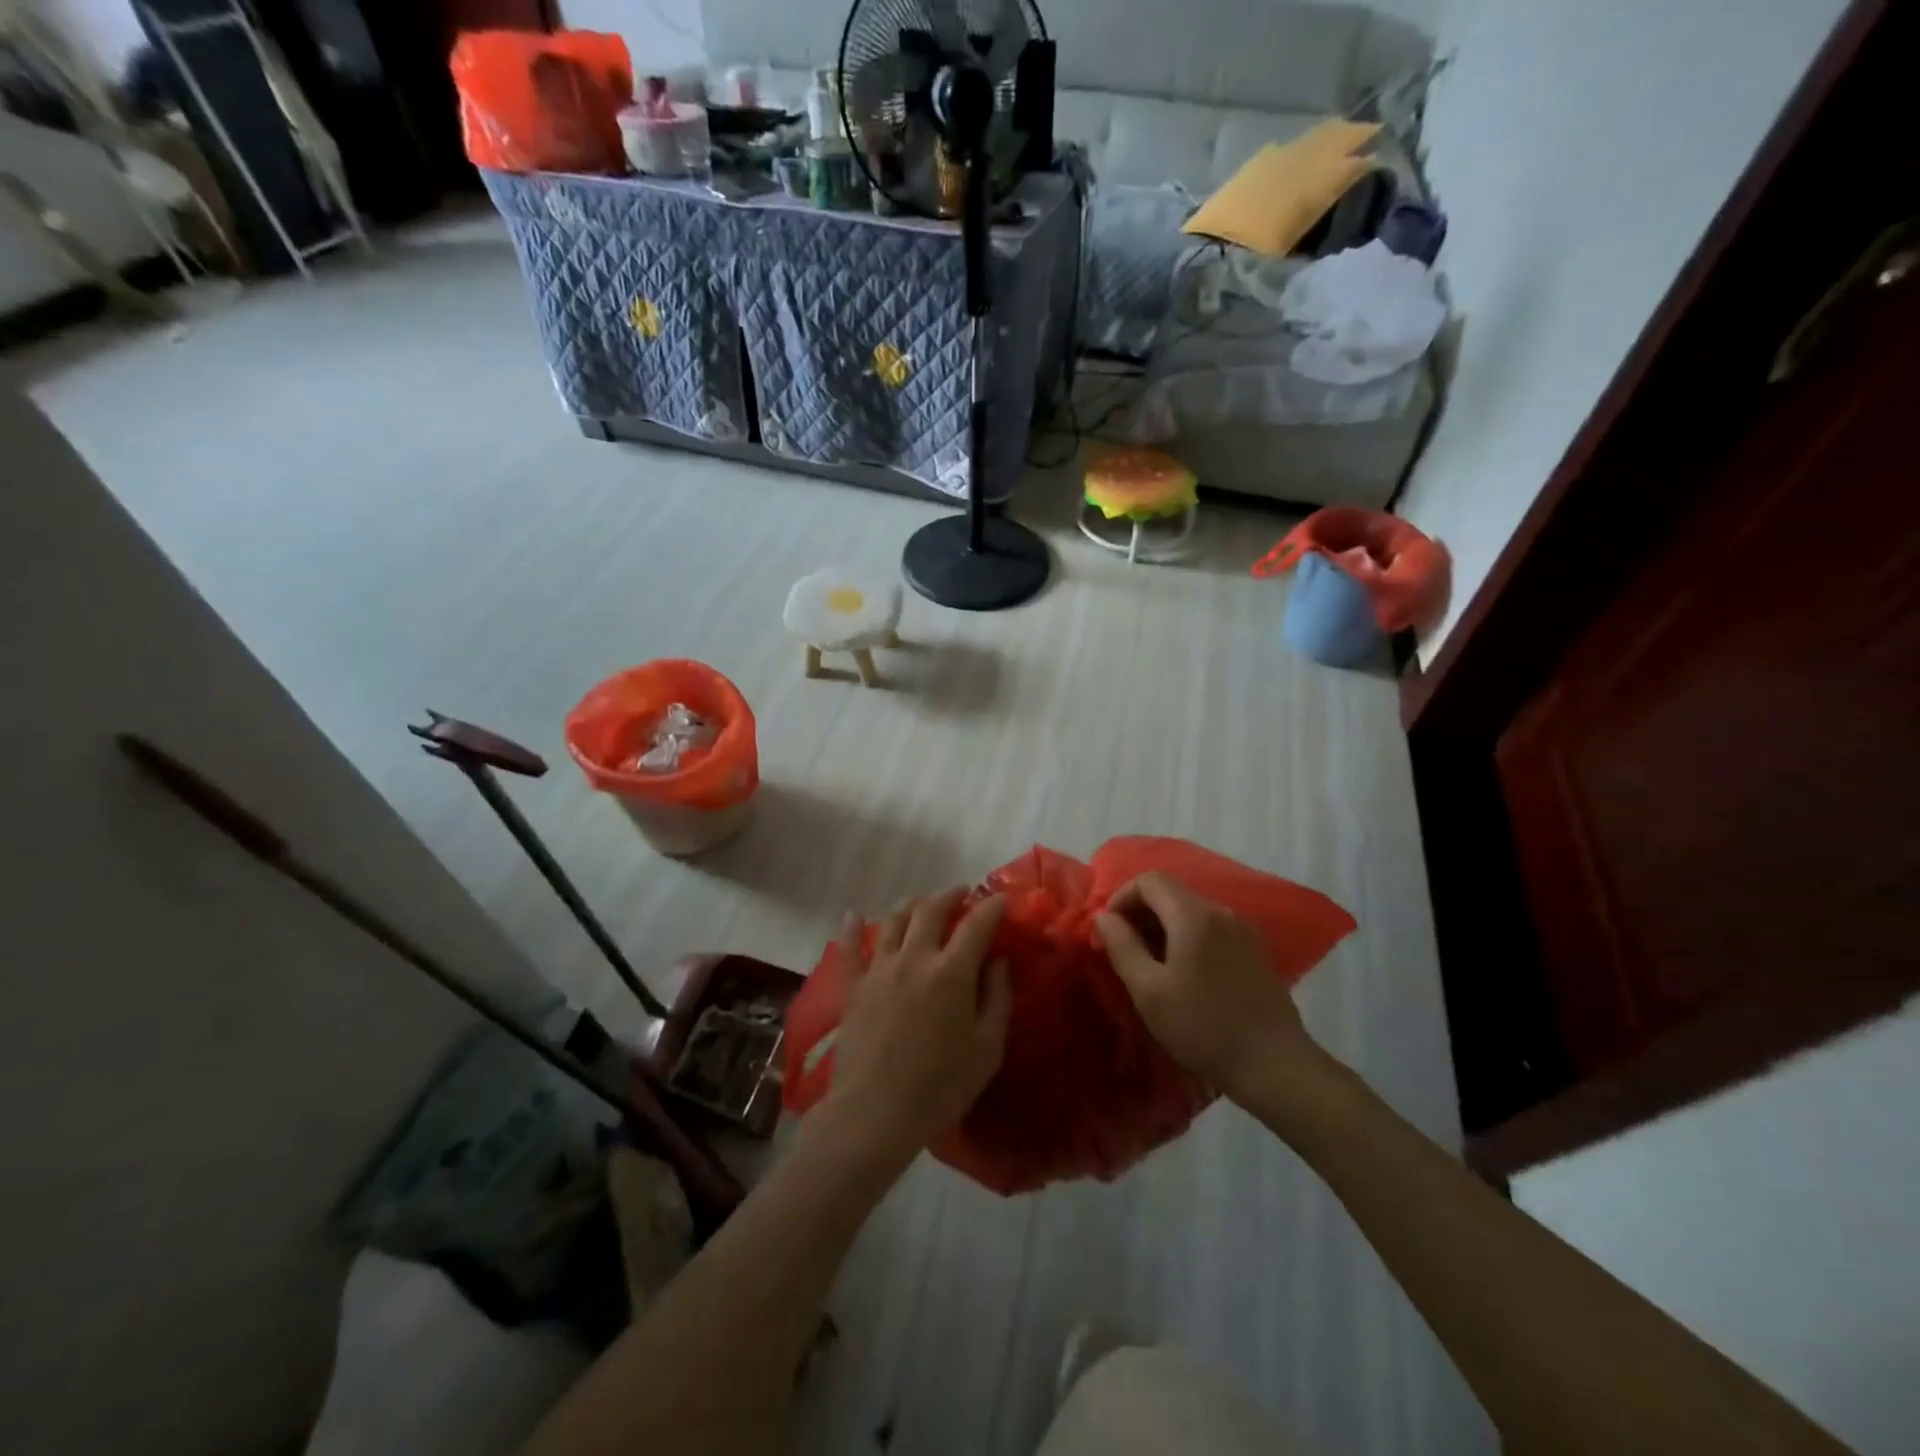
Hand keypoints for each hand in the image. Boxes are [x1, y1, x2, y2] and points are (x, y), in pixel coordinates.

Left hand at [815, 889, 1010, 1171]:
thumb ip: (997, 998)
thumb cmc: (940, 1086)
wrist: (875, 1112)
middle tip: (961, 894)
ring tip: (921, 903)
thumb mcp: (987, 1049)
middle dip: (950, 896)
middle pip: (931, 910)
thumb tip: (998, 961)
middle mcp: (914, 958)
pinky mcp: (853, 986)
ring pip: (894, 920)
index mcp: (952, 971)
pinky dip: (852, 928)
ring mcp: (879, 969)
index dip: (991, 907)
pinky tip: (853, 915)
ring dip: (911, 904)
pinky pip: (849, 948)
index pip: (977, 924)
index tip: (1001, 900)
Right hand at [1093, 873, 1325, 1103]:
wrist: (1275, 1066)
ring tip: (1149, 965)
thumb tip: (1104, 916)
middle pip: (1171, 893)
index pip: (1149, 880)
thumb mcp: (1148, 990)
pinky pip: (1211, 930)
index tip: (1108, 931)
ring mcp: (1243, 931)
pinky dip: (1187, 939)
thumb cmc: (1202, 1027)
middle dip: (1140, 914)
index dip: (1121, 897)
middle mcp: (1221, 912)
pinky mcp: (1255, 952)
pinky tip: (1184, 975)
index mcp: (1193, 915)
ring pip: (1191, 912)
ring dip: (1163, 928)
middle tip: (1123, 950)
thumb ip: (1121, 946)